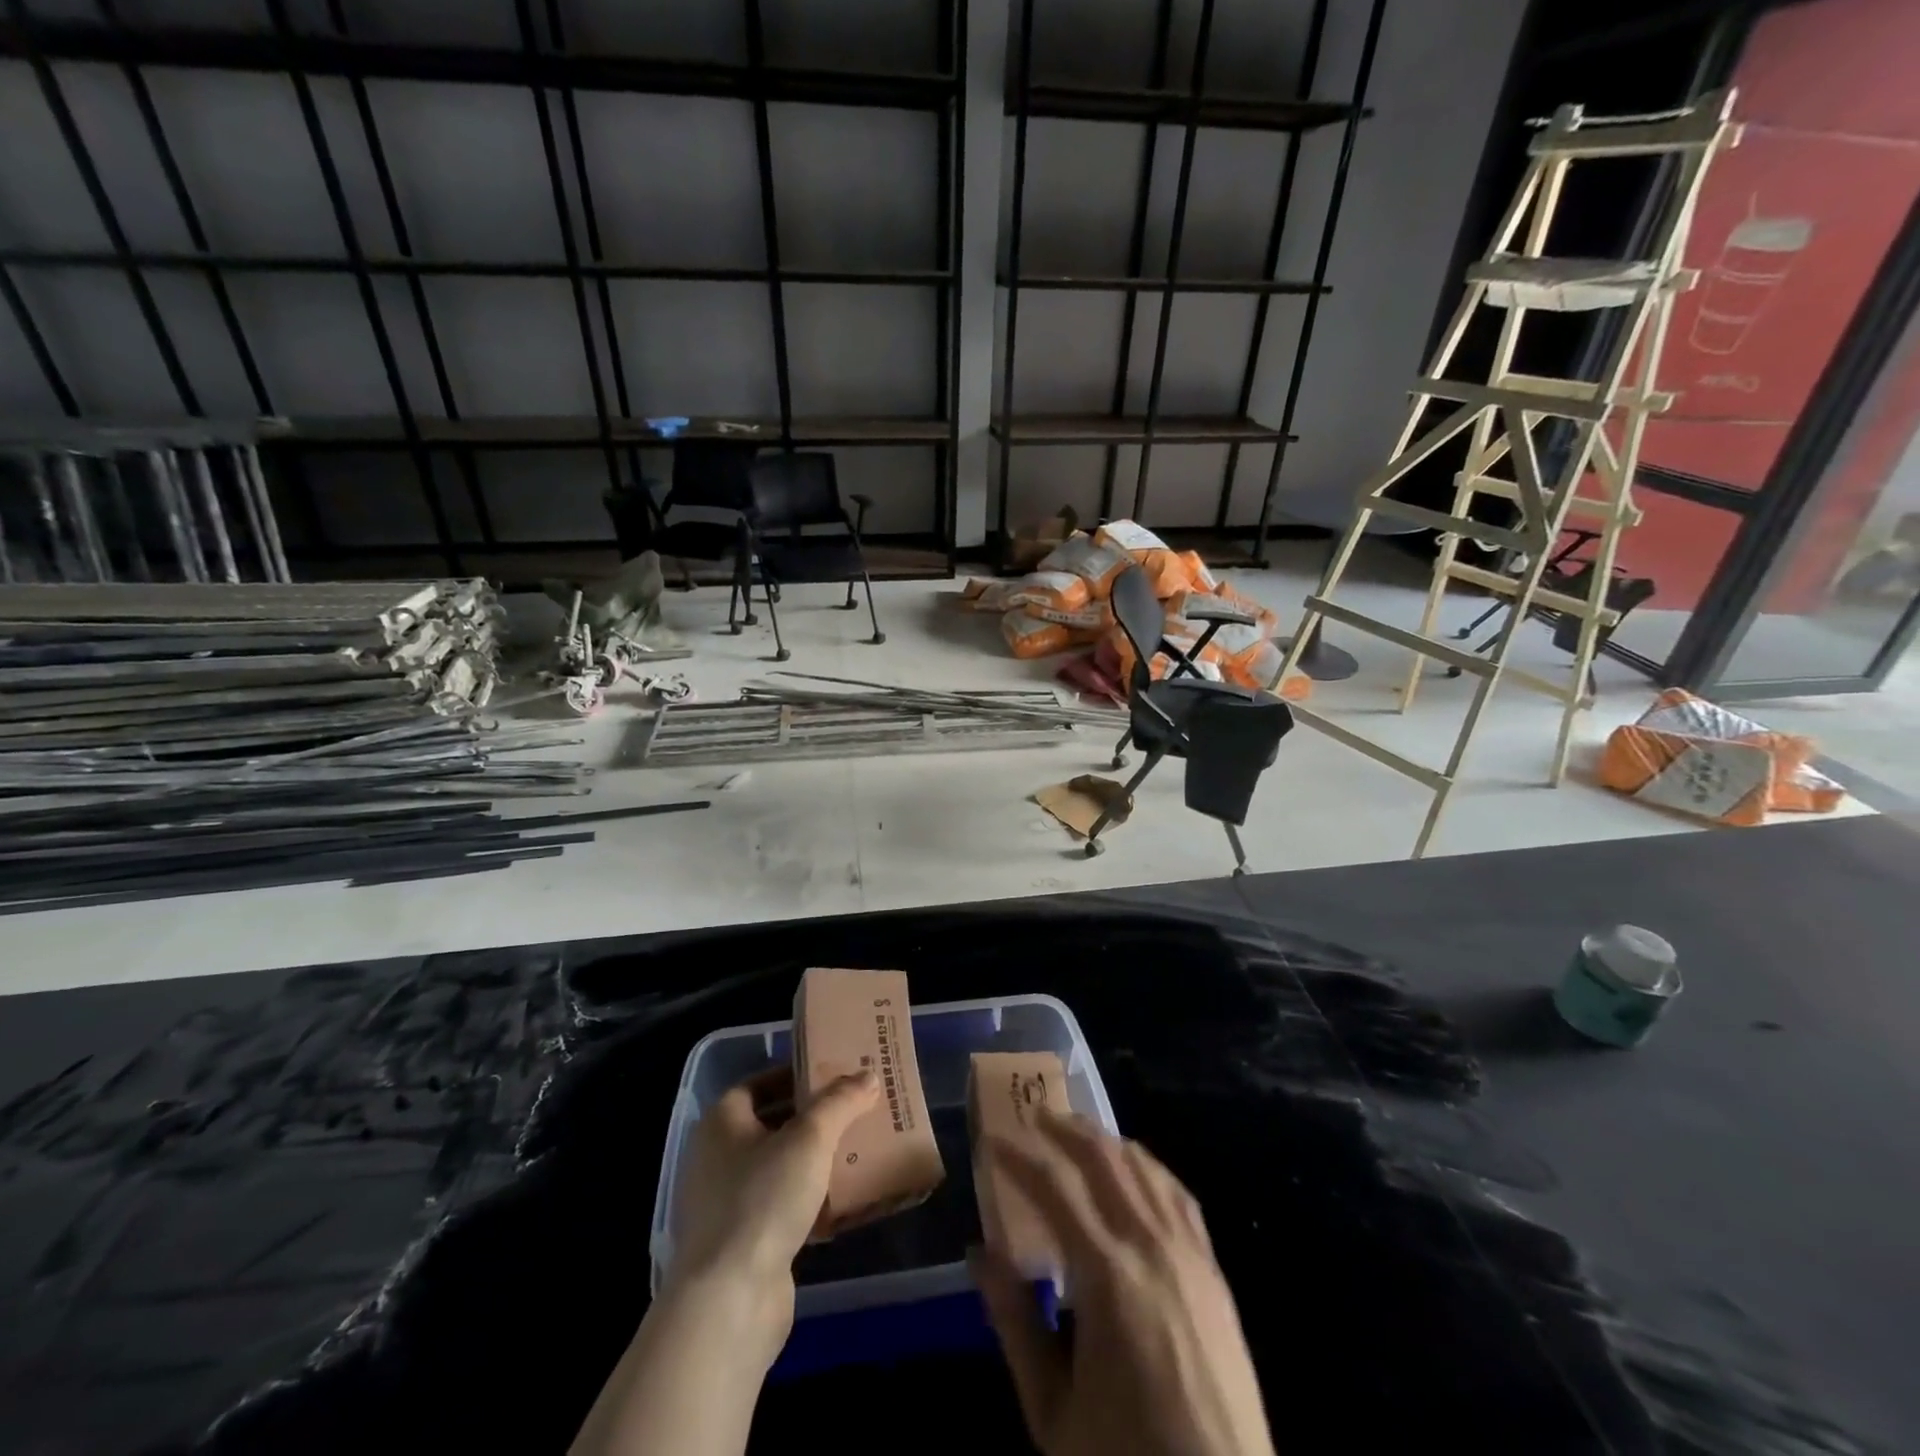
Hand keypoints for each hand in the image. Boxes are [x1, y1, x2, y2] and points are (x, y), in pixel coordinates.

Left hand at [667, 1067, 878, 1356]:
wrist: (730, 1302)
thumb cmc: (763, 1199)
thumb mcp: (811, 1138)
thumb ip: (840, 1102)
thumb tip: (867, 1075)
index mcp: (721, 1123)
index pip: (758, 1084)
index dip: (794, 1075)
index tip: (832, 1074)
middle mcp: (716, 1159)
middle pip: (771, 1125)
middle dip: (812, 1118)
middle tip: (853, 1108)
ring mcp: (726, 1206)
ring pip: (779, 1168)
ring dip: (814, 1160)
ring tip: (857, 1148)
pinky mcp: (742, 1245)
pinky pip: (782, 1208)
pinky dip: (810, 1200)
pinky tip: (845, 1201)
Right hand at [971, 1114, 1274, 1455]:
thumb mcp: (1052, 1409)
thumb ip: (1014, 1322)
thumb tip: (980, 1252)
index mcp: (1107, 1275)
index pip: (1055, 1187)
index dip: (1020, 1157)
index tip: (994, 1137)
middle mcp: (1150, 1245)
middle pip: (1105, 1160)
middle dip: (1067, 1129)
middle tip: (1037, 1115)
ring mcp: (1190, 1253)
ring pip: (1145, 1168)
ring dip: (1108, 1140)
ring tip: (1080, 1131)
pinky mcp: (1215, 1271)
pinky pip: (1179, 1195)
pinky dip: (1150, 1167)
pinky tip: (1136, 1167)